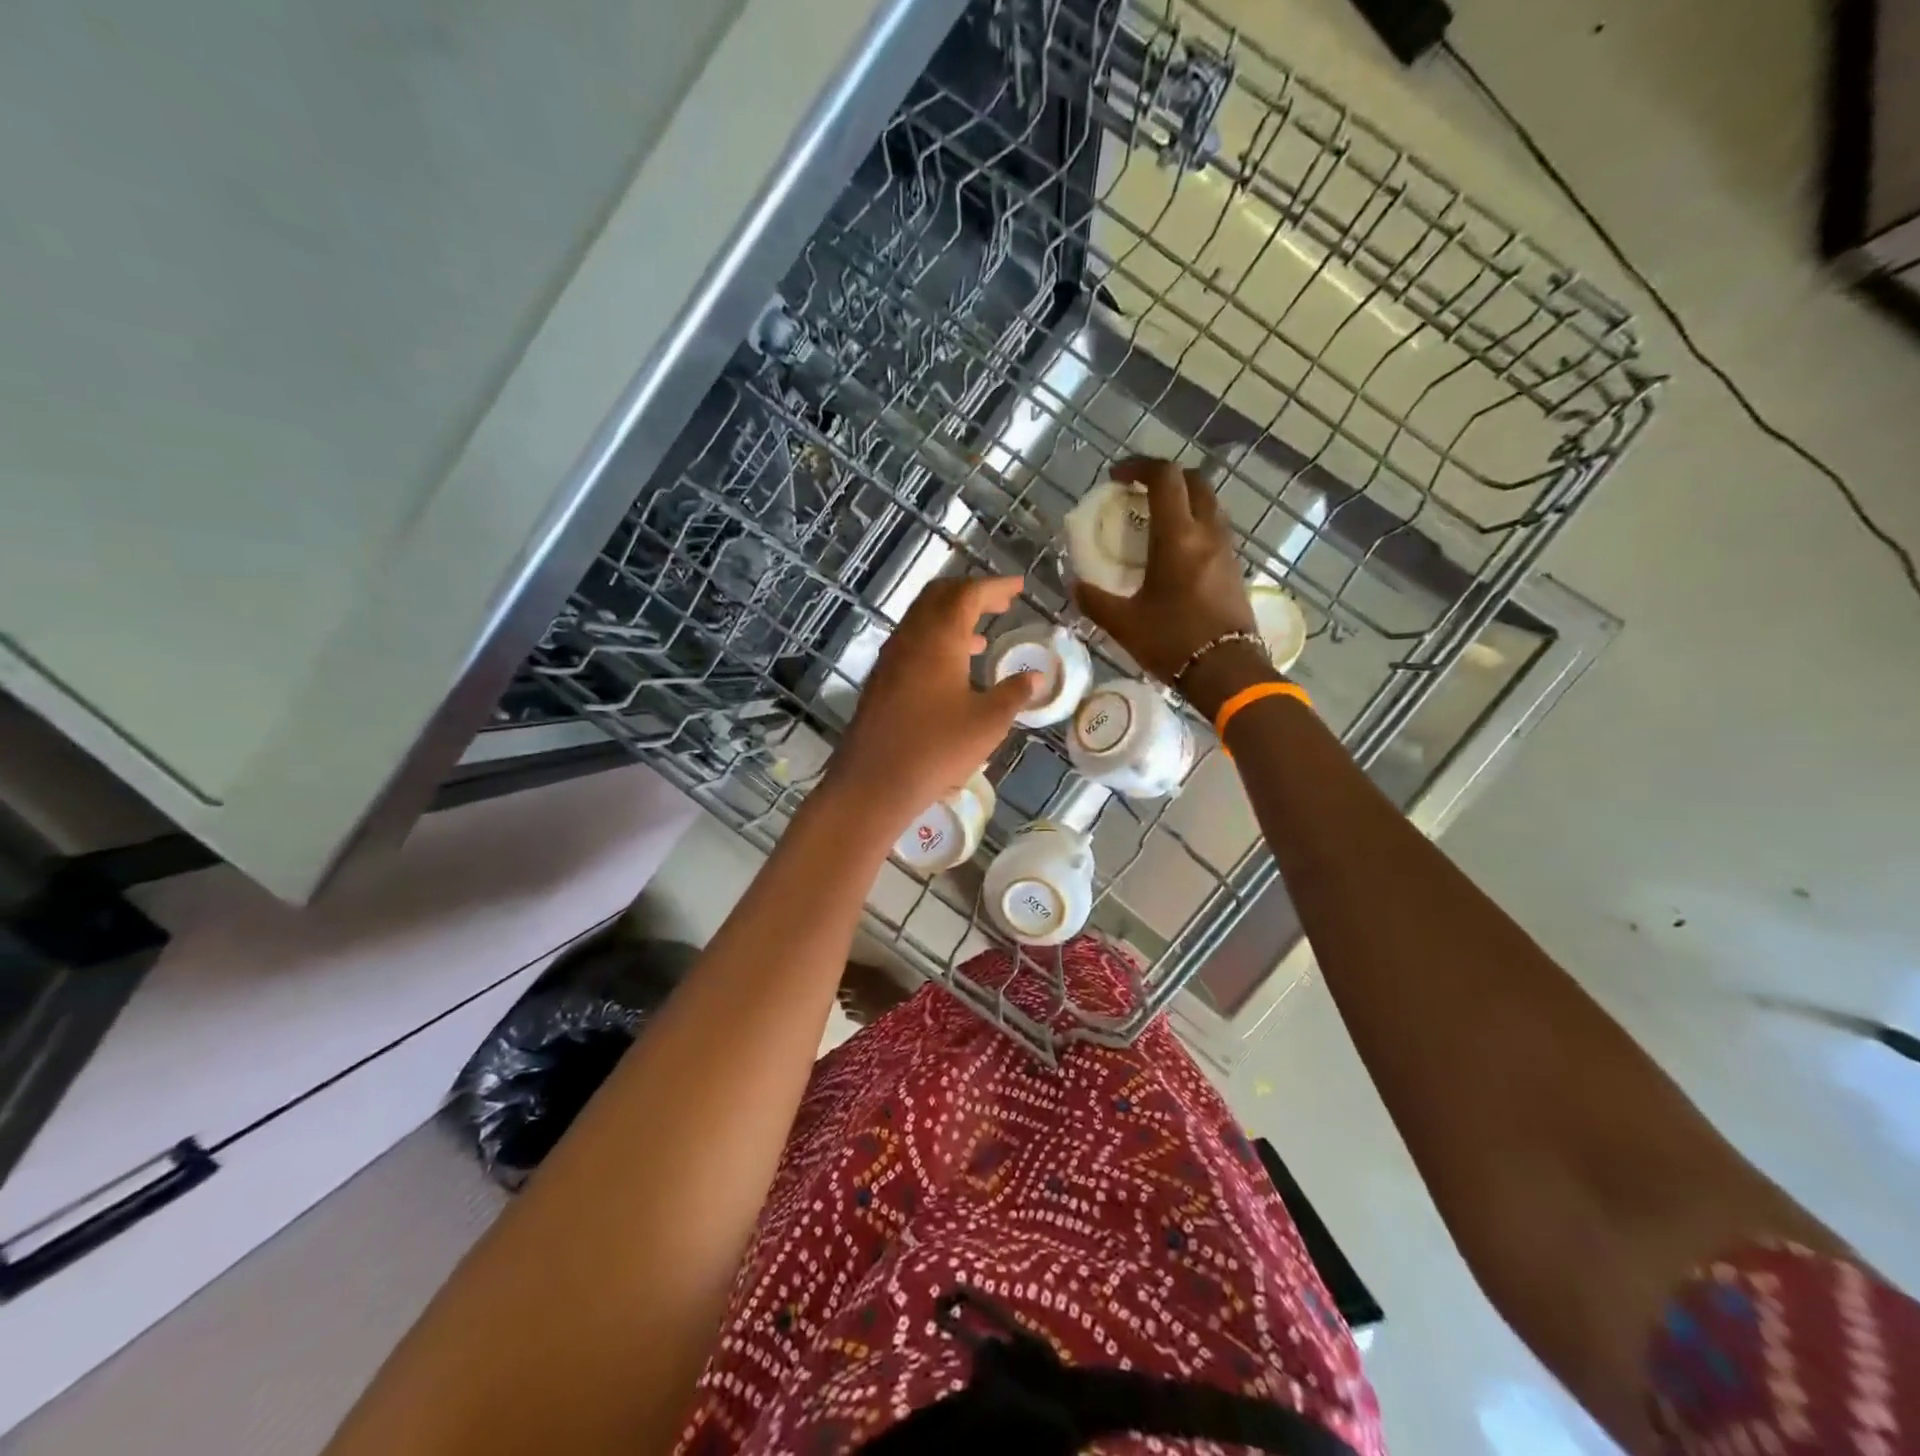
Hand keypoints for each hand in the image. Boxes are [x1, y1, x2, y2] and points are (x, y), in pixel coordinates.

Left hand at [826, 576, 1038, 827]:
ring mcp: (891, 657)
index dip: (995, 586)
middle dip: (971, 594)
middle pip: (940, 596)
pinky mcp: (881, 679)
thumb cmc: (936, 748)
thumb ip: (1013, 694)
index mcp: (939, 637)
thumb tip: (1034, 677)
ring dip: (952, 618)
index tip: (1018, 587)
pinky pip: (912, 642)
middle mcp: (911, 637)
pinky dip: (936, 640)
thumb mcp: (987, 723)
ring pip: (922, 619)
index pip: (968, 594)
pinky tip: (953, 668)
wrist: (873, 782)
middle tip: (1000, 604)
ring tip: (982, 636)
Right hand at [1073, 458, 1264, 715]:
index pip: (1164, 477)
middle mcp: (1207, 532)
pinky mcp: (1234, 567)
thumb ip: (1094, 600)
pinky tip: (1175, 552)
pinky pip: (1214, 530)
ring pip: (1208, 504)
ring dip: (1183, 500)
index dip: (1139, 466)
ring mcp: (1226, 549)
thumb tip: (1074, 585)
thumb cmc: (1172, 642)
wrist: (1226, 671)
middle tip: (1138, 493)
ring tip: (1155, 521)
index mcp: (1178, 537)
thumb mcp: (1123, 624)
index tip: (1117, 477)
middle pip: (1193, 481)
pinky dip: (1194, 525)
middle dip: (1165, 478)